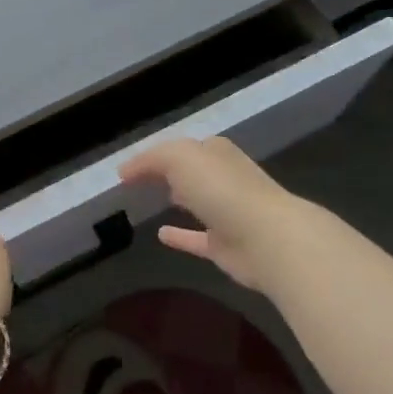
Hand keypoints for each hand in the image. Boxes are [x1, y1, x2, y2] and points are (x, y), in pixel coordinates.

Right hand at [119, 136, 309, 293]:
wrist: (267, 239)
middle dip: (172, 172)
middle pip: (193, 172)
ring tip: (150, 199)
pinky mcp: (227, 246)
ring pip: (198, 202)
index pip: (185, 147)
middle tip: (140, 178)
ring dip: (179, 199)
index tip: (130, 165)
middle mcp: (224, 179)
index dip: (158, 153)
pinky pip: (197, 238)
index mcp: (217, 153)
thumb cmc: (222, 189)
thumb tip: (125, 170)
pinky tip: (160, 235)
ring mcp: (228, 213)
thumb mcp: (180, 158)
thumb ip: (151, 159)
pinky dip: (181, 236)